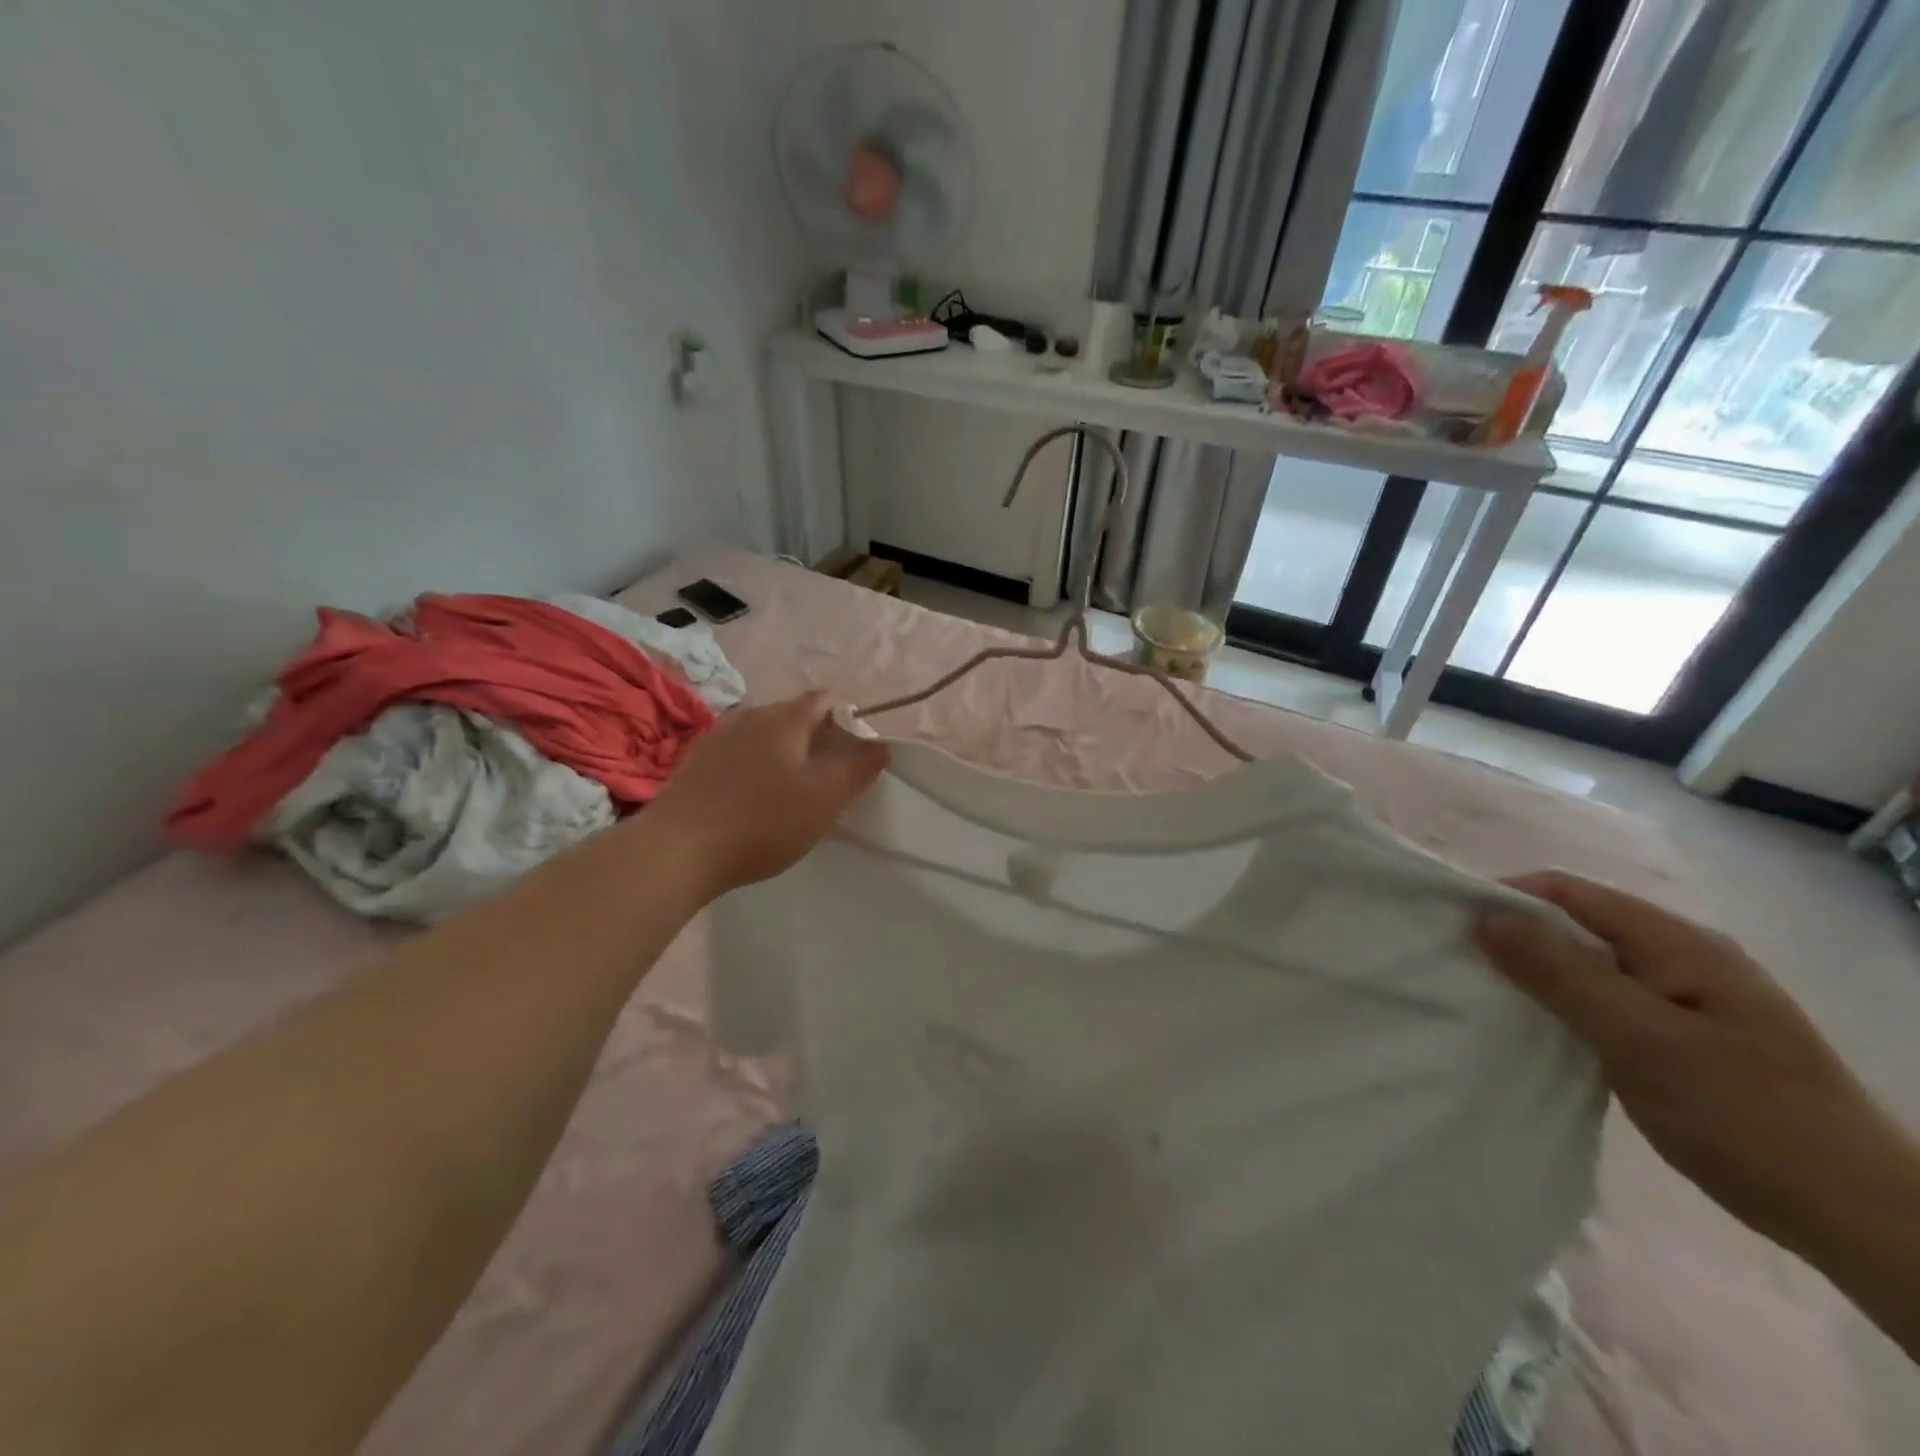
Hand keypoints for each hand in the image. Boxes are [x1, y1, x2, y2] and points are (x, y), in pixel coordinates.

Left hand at [651, 692, 888, 894]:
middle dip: (817, 738)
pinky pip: (739, 752)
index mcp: (784, 718)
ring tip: (793, 789)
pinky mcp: (696, 762)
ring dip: (785, 753)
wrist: (676, 850)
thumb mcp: (824, 800)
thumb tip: (880, 745)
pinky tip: (754, 798)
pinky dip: (756, 765)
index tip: (857, 754)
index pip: (826, 699)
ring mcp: (718, 736)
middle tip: (829, 777)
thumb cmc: (761, 821)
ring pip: (765, 733)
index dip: (849, 719)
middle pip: (794, 715)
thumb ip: (858, 769)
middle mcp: (750, 715)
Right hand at [1477, 871, 1901, 1253]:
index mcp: (1676, 943)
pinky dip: (1562, 1007)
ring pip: (1585, 967)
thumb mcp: (1643, 1040)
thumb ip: (1562, 974)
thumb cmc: (1747, 1117)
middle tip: (1458, 967)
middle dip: (1513, 938)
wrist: (1859, 1220)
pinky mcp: (1679, 1038)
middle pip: (1575, 925)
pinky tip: (1536, 1031)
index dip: (1505, 898)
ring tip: (1483, 998)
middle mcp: (1679, 958)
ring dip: (1534, 975)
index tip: (1449, 927)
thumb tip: (1485, 916)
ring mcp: (1682, 999)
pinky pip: (1602, 1003)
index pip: (1568, 893)